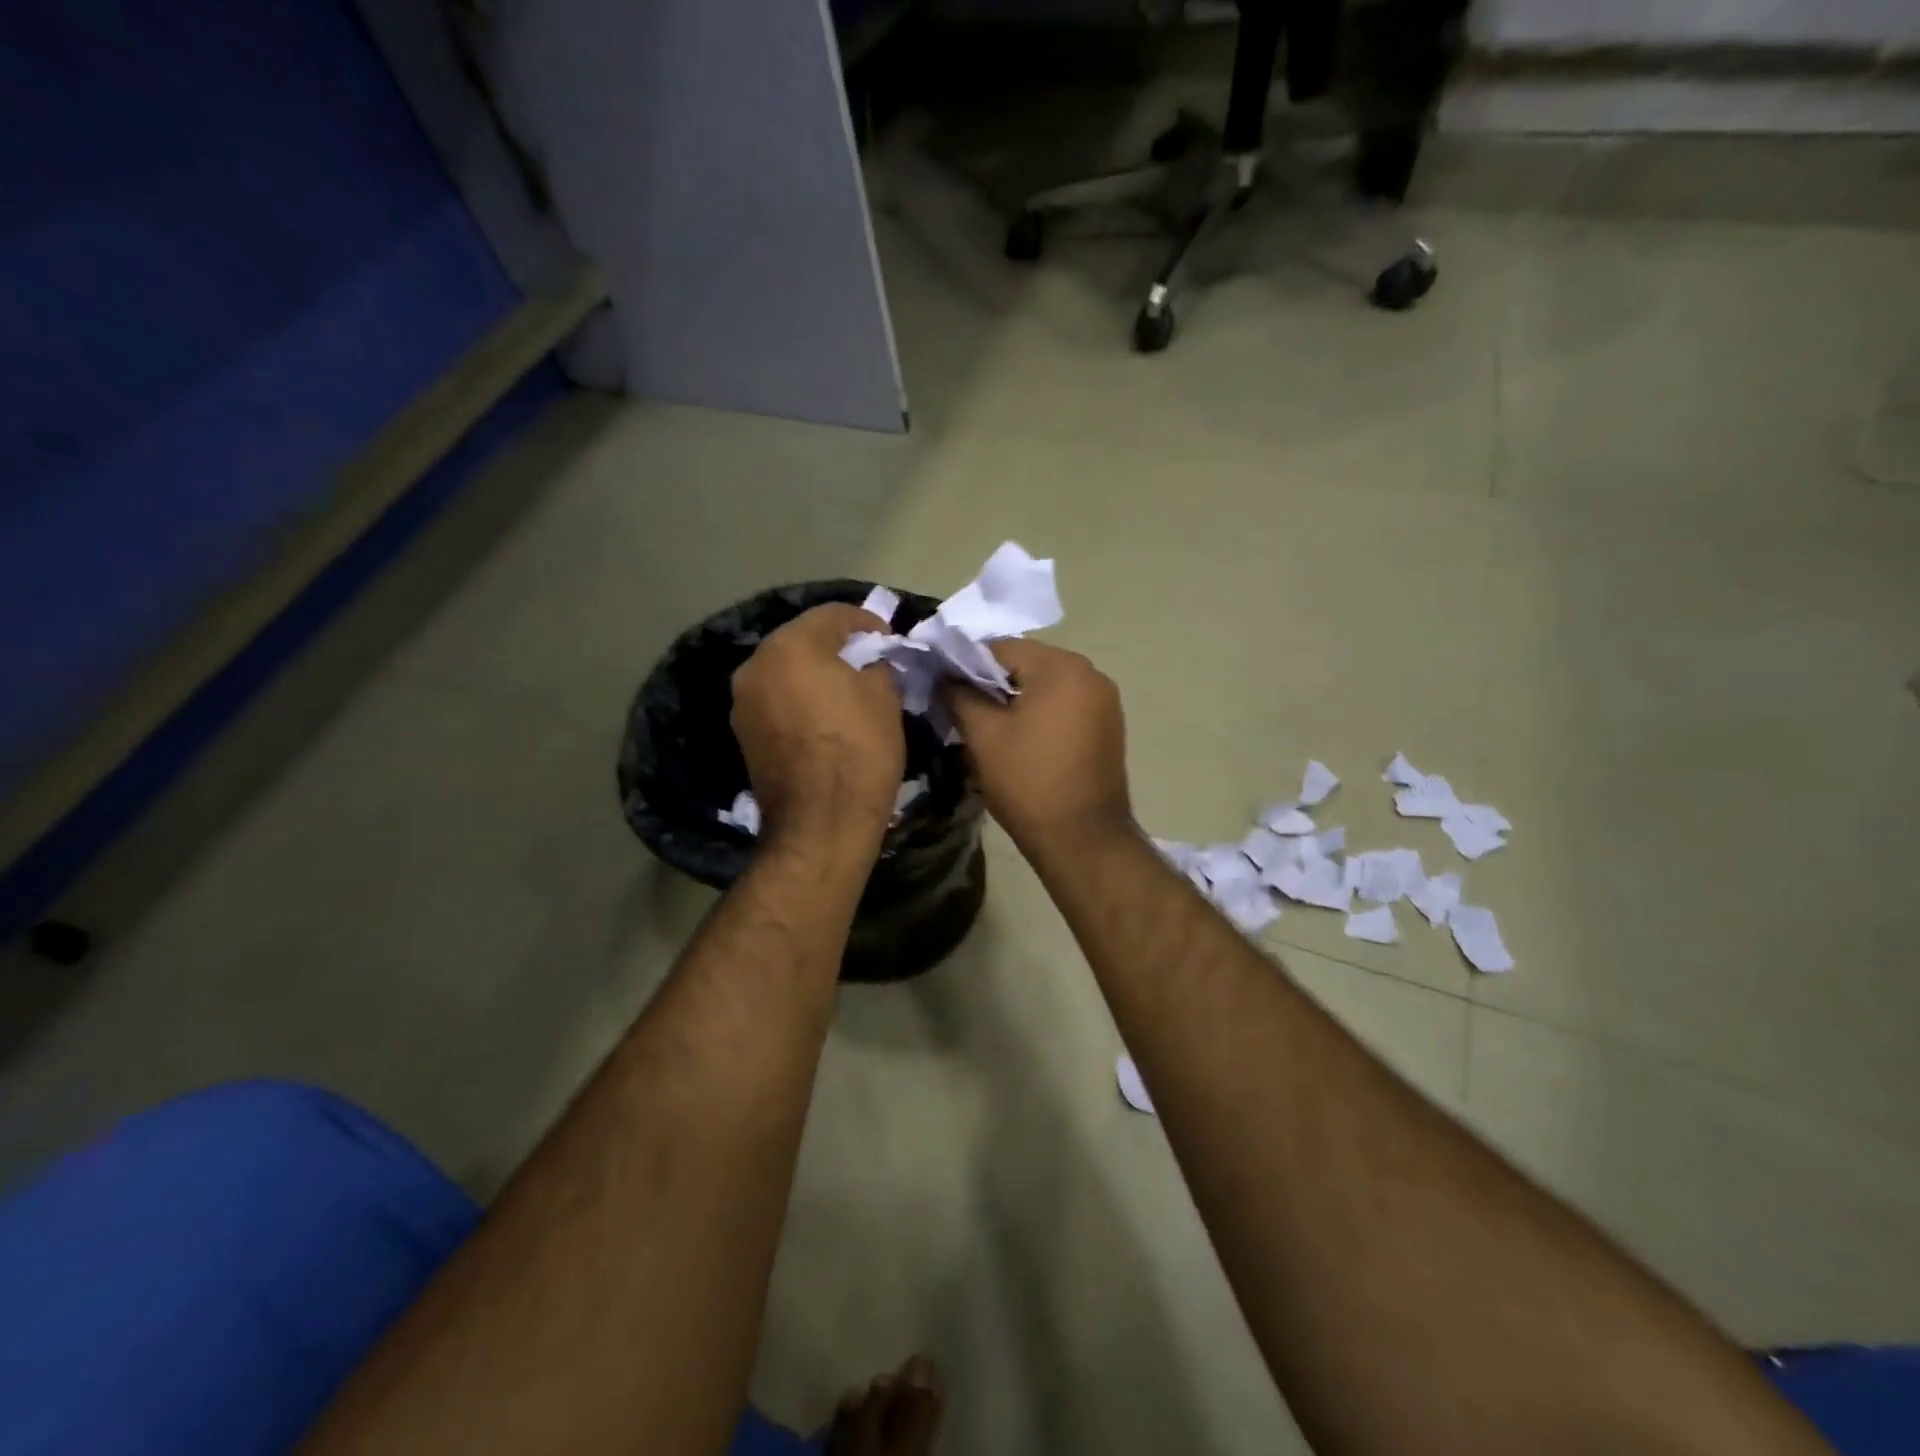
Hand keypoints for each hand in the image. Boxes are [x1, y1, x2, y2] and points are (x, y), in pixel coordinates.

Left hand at [732, 603, 904, 846]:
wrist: (820, 823)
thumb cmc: (859, 751)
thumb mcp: (884, 698)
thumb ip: (876, 666)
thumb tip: (870, 663)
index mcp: (790, 646)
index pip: (832, 615)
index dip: (866, 621)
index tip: (889, 638)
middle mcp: (756, 665)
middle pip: (801, 640)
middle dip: (836, 646)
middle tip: (868, 660)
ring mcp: (742, 701)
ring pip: (785, 671)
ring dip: (814, 673)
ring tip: (846, 689)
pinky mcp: (742, 733)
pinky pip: (775, 700)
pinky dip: (798, 699)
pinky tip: (823, 716)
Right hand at [940, 639, 1130, 852]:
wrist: (1083, 839)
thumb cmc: (1029, 782)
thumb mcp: (983, 737)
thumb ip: (959, 695)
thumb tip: (945, 677)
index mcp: (1062, 667)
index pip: (1001, 648)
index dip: (966, 666)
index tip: (944, 689)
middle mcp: (1090, 673)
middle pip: (1027, 664)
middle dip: (993, 683)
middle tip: (963, 710)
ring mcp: (1105, 700)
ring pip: (1046, 685)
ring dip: (1016, 699)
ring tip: (990, 728)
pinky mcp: (1109, 725)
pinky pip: (1065, 705)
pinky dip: (1040, 713)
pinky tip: (1021, 739)